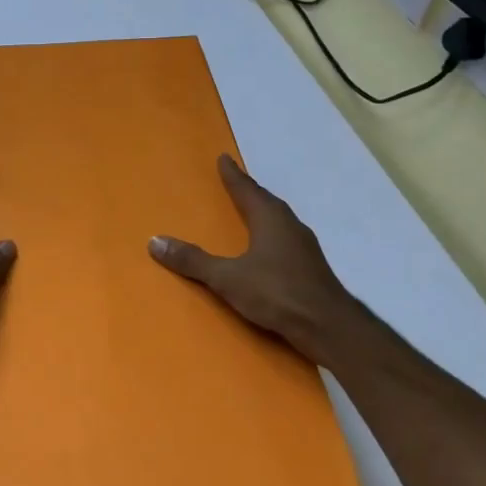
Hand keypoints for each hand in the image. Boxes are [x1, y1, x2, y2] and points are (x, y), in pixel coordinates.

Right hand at [149, 154, 361, 367]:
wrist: (329, 327)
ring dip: (263, 213)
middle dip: (249, 191)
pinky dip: (272, 235)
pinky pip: (286, 240)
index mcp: (270, 219)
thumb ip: (193, 261)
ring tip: (249, 212)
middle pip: (266, 201)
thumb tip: (155, 241)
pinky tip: (268, 249)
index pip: (247, 189)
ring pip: (279, 221)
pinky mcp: (311, 268)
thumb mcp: (227, 278)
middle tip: (234, 182)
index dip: (233, 175)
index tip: (224, 158)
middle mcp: (290, 226)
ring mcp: (304, 247)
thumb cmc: (277, 293)